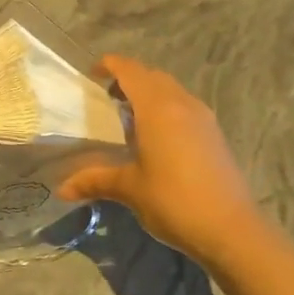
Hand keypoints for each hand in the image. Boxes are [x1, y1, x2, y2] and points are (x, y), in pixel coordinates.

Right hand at [56, 55, 261, 259]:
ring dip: (150, 93)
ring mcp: (203, 118)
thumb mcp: (129, 189)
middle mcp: (182, 104)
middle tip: (107, 97)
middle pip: (152, 76)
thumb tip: (62, 189)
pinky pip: (184, 106)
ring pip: (172, 90)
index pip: (131, 71)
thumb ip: (95, 180)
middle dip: (129, 79)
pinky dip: (166, 108)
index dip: (110, 65)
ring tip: (129, 117)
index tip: (92, 73)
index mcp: (157, 108)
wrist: (231, 229)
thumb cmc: (174, 200)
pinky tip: (156, 137)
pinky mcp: (214, 134)